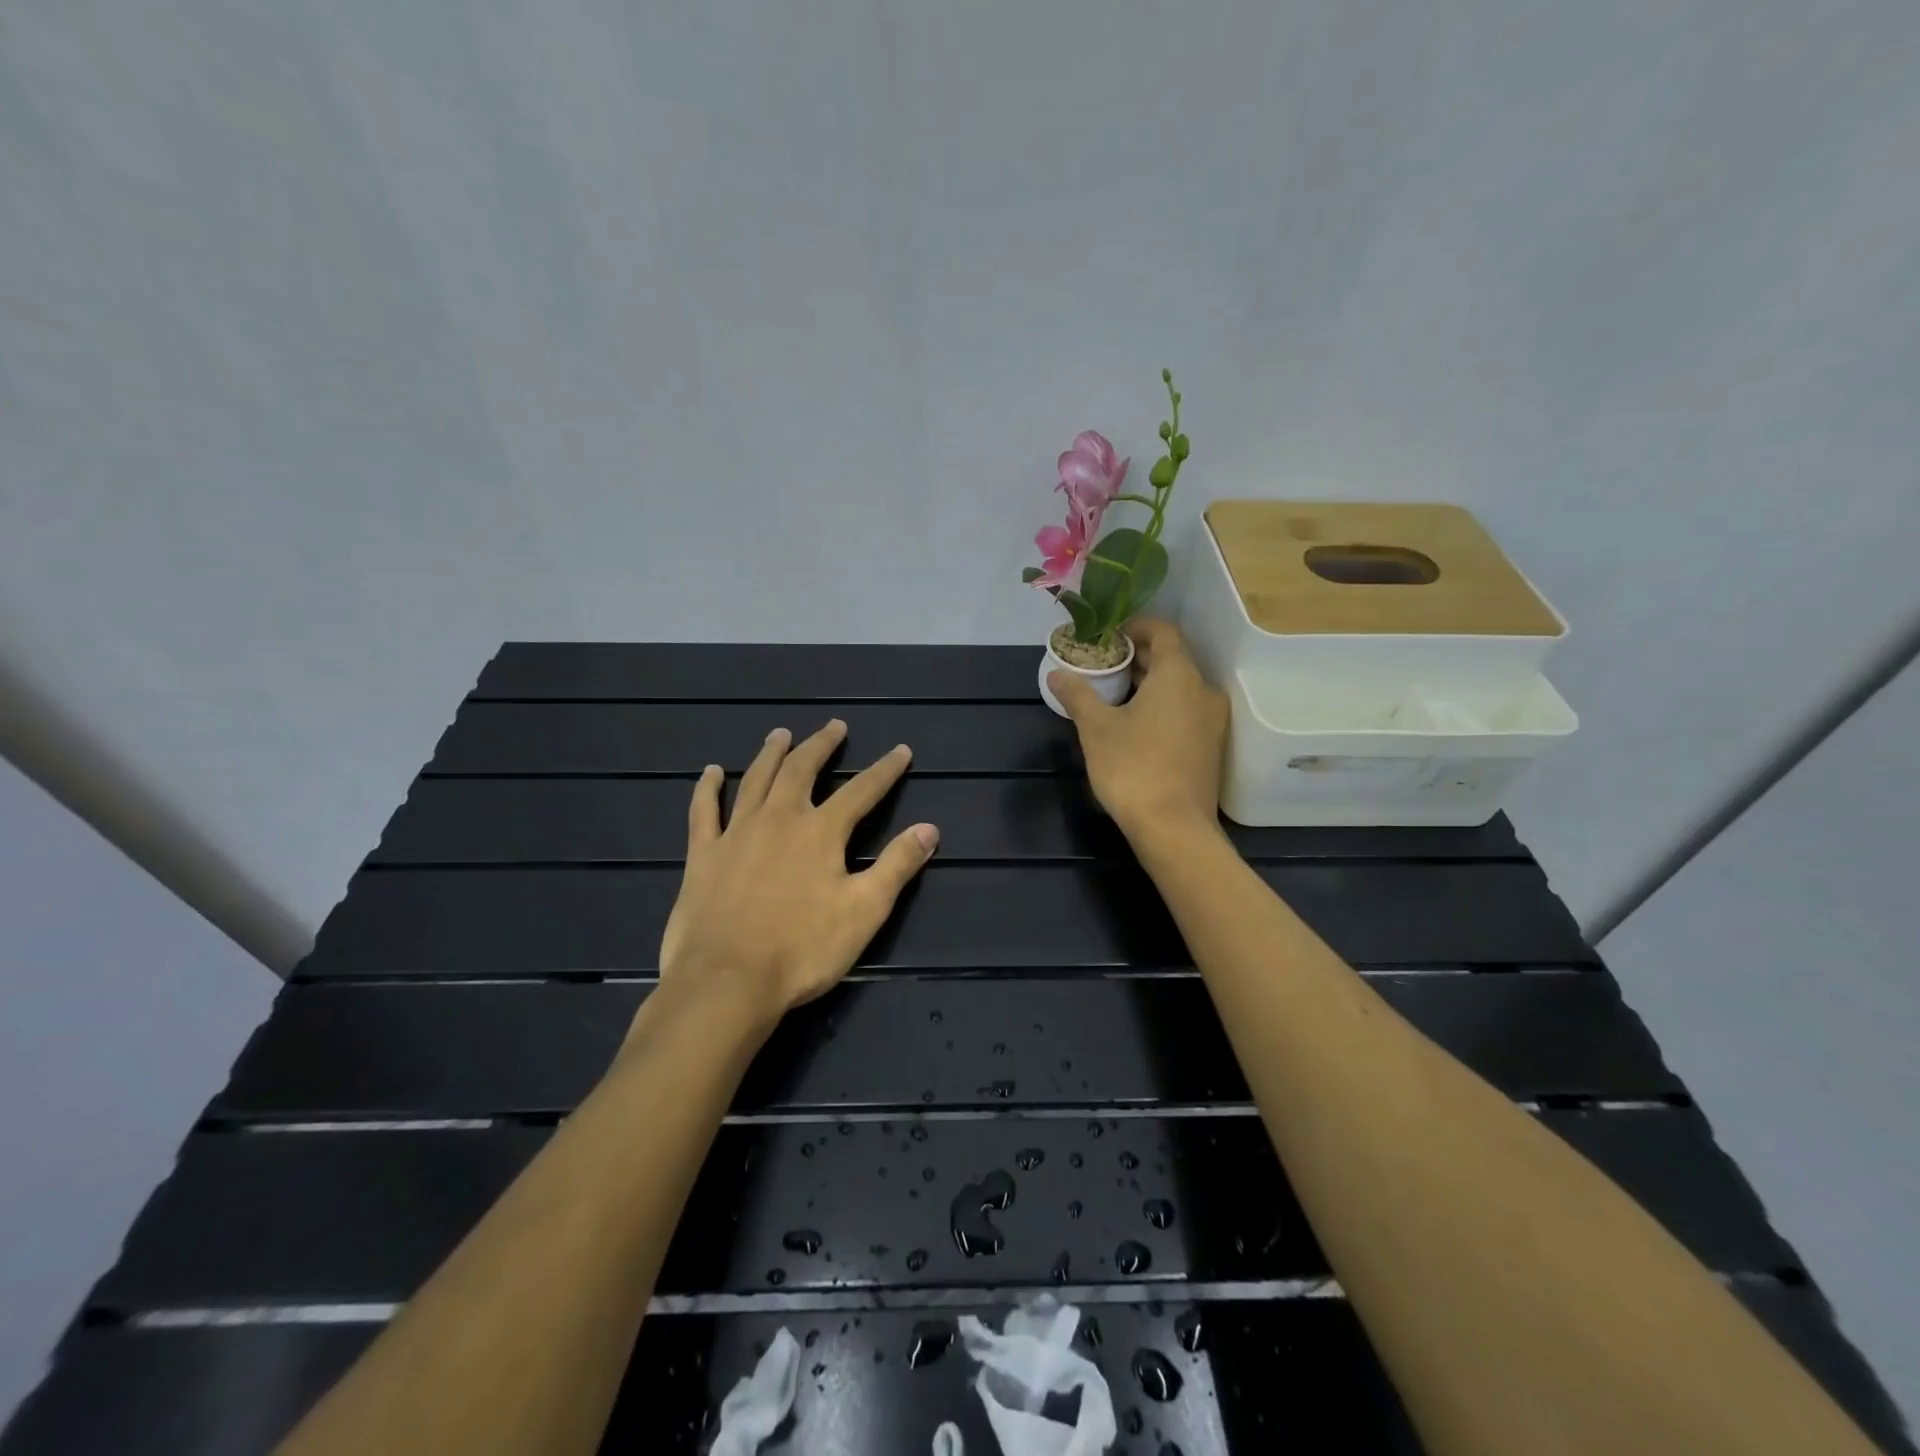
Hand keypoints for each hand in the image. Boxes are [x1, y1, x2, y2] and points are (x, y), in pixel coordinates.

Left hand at [656, 721, 938, 1025]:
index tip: (900, 750)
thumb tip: (930, 829)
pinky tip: (711, 772)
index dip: (885, 770)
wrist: (726, 982)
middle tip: (834, 726)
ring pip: (756, 780)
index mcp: (821, 832)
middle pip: (802, 770)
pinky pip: (703, 811)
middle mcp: (779, 819)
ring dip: (771, 754)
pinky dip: (707, 788)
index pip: (862, 791)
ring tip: (781, 734)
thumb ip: (897, 866)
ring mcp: (736, 833)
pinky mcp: (703, 855)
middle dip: (822, 746)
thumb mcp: (864, 911)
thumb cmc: (802, 950)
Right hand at [1049, 617, 1227, 840]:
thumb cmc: (1133, 767)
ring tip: (1113, 693)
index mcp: (1179, 675)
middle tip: (1102, 664)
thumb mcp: (1096, 728)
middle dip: (1137, 657)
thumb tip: (1057, 674)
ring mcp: (1212, 720)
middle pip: (1172, 659)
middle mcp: (1203, 690)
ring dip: (1149, 683)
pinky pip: (1185, 711)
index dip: (1135, 627)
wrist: (1174, 828)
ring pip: (1179, 687)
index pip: (1163, 631)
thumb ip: (1077, 695)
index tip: (1108, 635)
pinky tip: (1133, 723)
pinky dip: (1162, 706)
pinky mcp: (1211, 746)